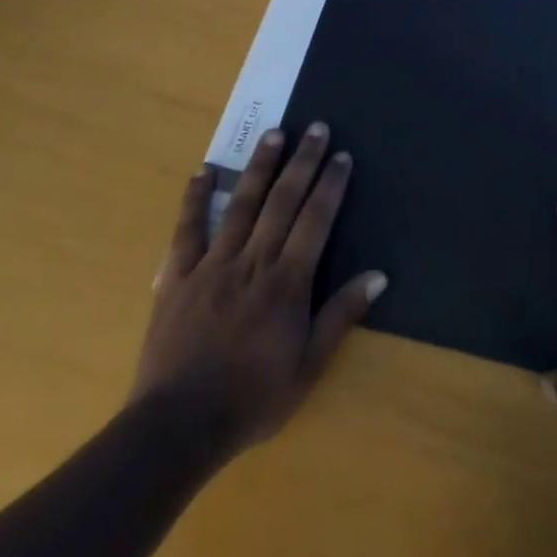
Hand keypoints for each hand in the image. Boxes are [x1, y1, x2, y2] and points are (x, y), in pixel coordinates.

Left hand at [129, 122, 386, 467]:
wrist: (176, 429)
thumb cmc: (252, 399)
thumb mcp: (308, 366)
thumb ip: (341, 315)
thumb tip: (379, 275)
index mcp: (286, 283)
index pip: (315, 221)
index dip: (330, 185)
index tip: (342, 156)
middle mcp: (252, 262)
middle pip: (282, 202)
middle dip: (302, 162)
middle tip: (315, 127)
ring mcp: (211, 266)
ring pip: (240, 205)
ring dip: (259, 167)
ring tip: (274, 134)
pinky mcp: (177, 278)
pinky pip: (187, 230)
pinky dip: (195, 199)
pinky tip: (204, 171)